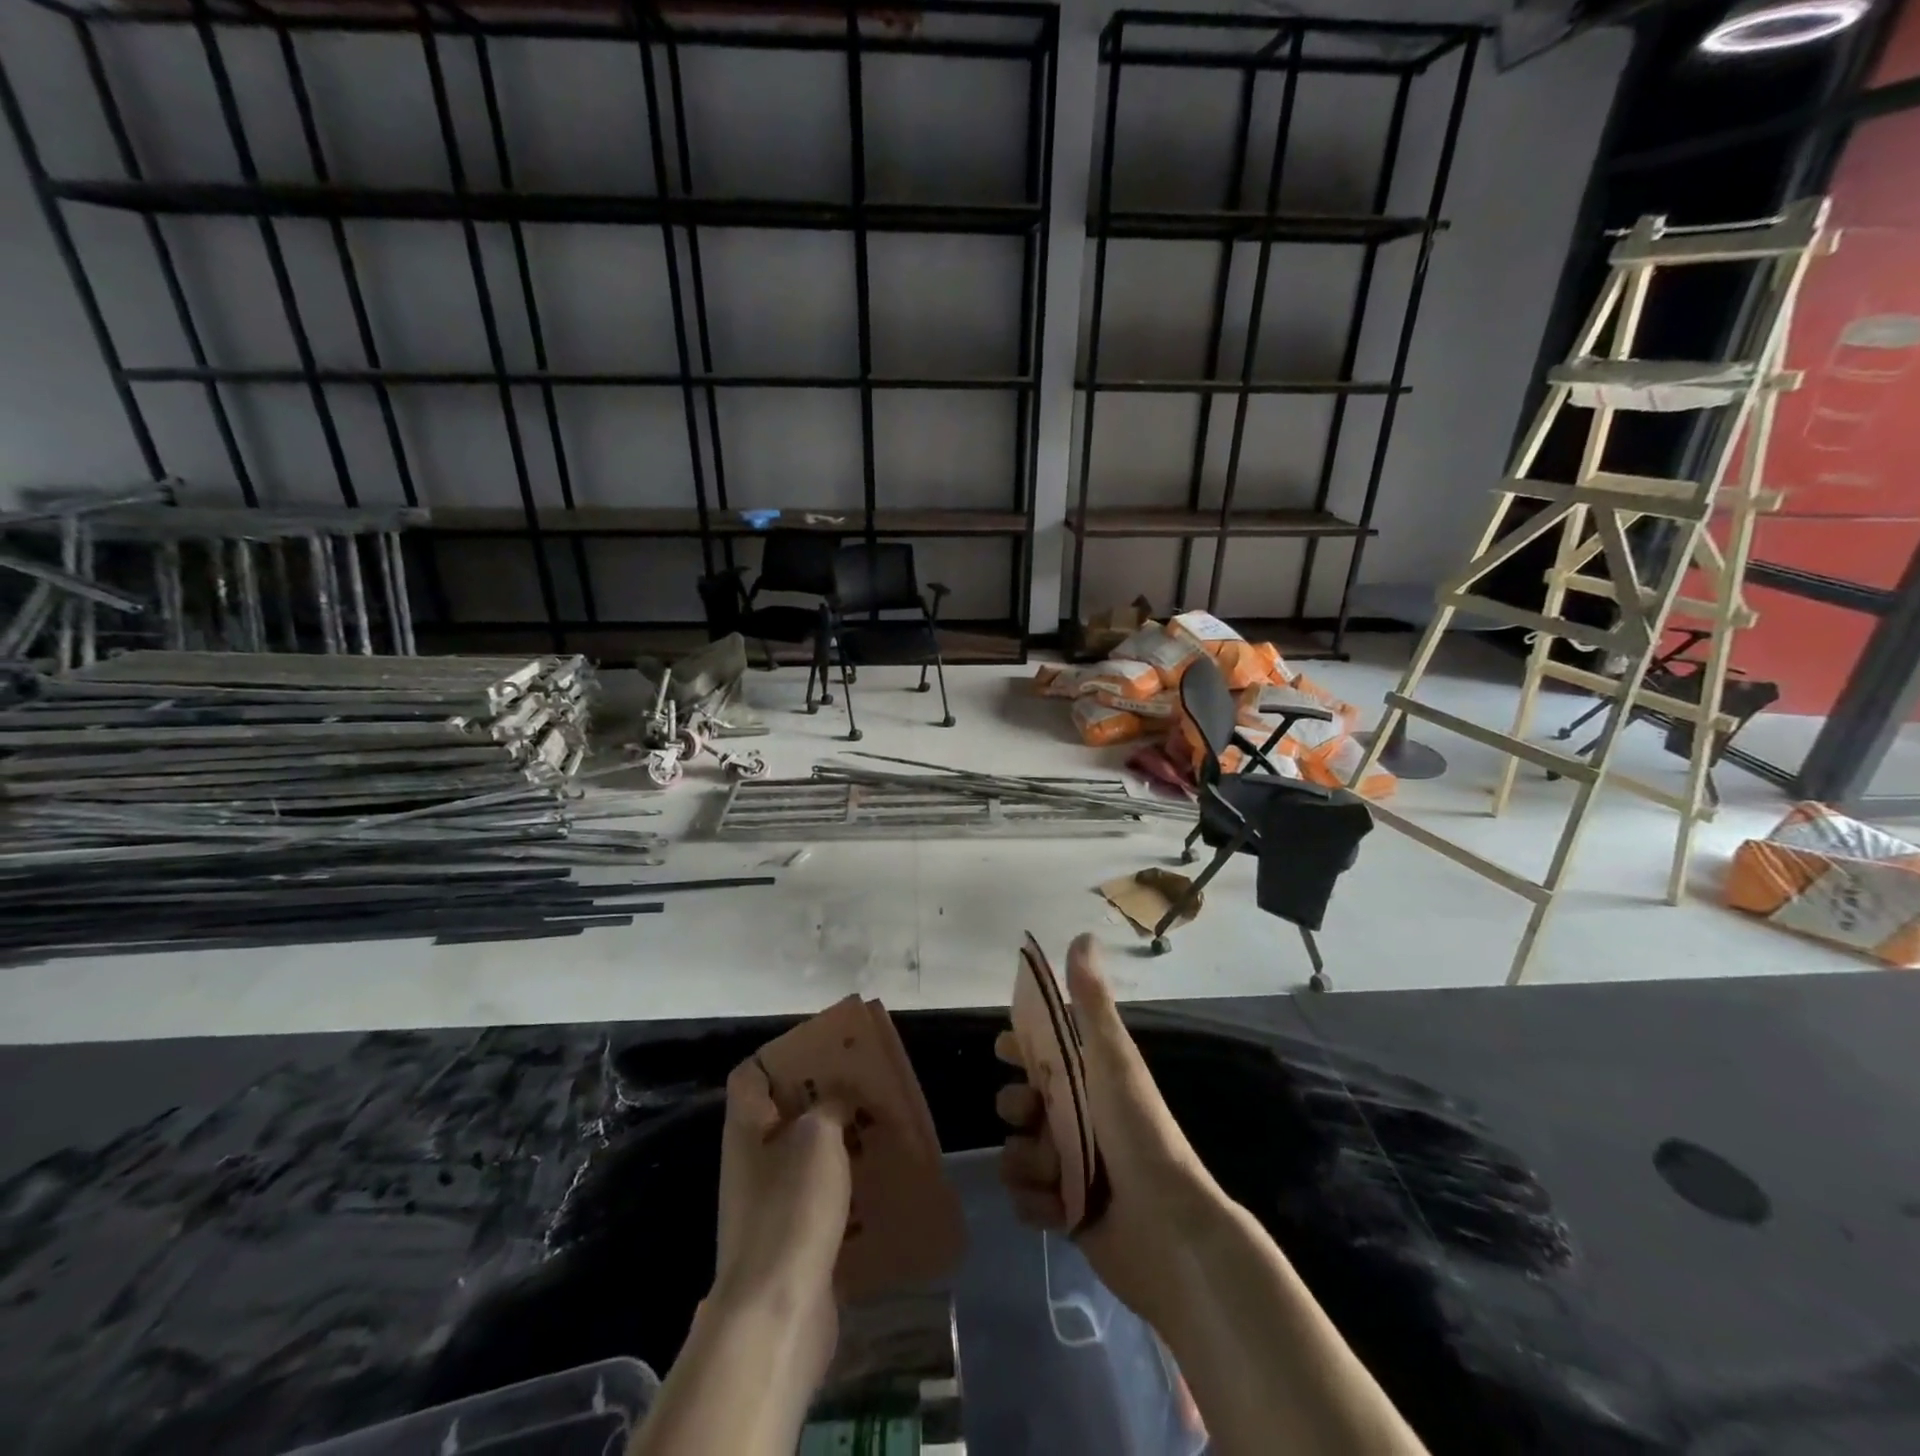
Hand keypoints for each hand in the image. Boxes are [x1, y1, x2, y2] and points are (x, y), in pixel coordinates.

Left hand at [710, 1058, 851, 1372]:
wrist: (777, 1312)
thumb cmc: (792, 1208)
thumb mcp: (818, 1137)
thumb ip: (831, 1105)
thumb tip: (838, 1099)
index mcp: (746, 1129)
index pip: (750, 1075)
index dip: (781, 1056)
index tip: (822, 1051)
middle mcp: (751, 1162)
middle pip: (783, 1114)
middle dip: (822, 1099)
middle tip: (863, 1087)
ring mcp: (768, 1204)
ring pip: (805, 1157)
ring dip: (839, 1143)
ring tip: (877, 1130)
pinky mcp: (790, 1240)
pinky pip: (819, 1198)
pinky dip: (844, 1187)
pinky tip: (876, 1182)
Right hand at [997, 933, 1228, 1331]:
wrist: (1169, 1230)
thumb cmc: (1138, 1132)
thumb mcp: (1113, 1059)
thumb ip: (1091, 1002)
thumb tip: (1081, 935)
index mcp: (1089, 1079)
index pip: (1043, 1051)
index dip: (1019, 1047)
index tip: (1004, 1051)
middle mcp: (1078, 1118)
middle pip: (1019, 1103)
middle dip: (1016, 1110)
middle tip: (1030, 1117)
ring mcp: (1071, 1167)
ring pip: (1016, 1153)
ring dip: (1027, 1164)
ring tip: (1054, 1175)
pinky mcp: (1066, 1212)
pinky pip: (1026, 1201)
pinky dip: (1037, 1204)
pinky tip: (1059, 1209)